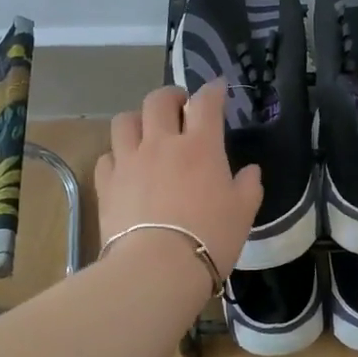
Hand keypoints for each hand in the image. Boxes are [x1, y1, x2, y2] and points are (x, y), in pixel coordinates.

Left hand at [95, 82, 263, 281]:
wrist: (158, 268)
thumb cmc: (211, 237)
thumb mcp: (243, 212)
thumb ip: (248, 186)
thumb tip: (250, 171)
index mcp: (201, 146)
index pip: (206, 102)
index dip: (213, 90)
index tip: (218, 88)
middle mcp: (162, 143)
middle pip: (158, 100)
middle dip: (171, 96)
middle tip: (179, 107)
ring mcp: (129, 161)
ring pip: (125, 120)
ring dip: (138, 119)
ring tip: (146, 132)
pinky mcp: (107, 184)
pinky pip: (107, 156)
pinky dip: (117, 156)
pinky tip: (125, 168)